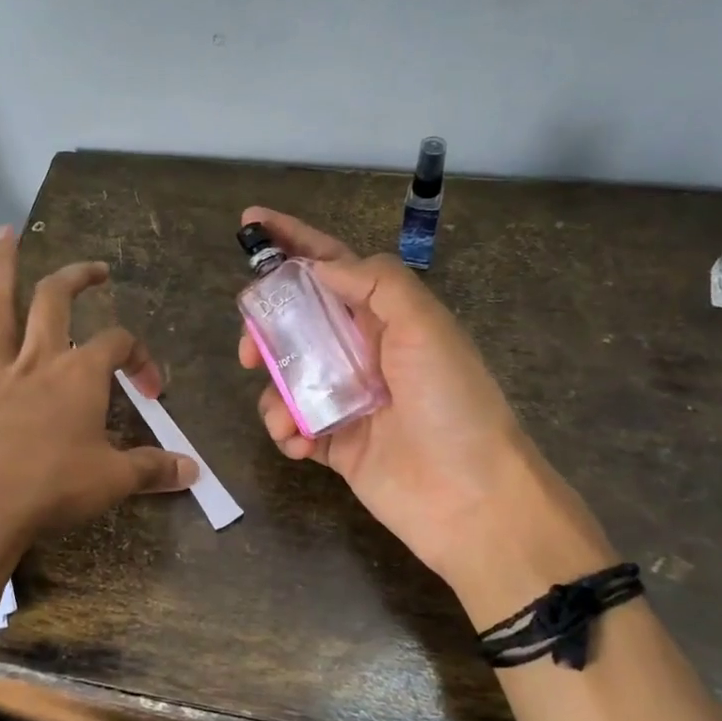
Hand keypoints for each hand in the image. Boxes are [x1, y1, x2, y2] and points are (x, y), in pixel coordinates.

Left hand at [0, 228, 197, 594]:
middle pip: (55, 301)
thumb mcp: (113, 481)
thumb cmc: (52, 487)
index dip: (140, 357)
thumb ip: (152, 469)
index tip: (152, 389)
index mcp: (79, 375)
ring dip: (0, 270)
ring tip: (1, 234)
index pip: (117, 344)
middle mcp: (36, 362)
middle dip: (76, 277)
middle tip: (93, 267)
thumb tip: (194, 471)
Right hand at [237, 208, 614, 624]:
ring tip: (283, 410)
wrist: (471, 498)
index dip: (292, 240)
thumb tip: (318, 266)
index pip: (330, 265)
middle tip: (250, 345)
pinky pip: (292, 425)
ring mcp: (345, 397)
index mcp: (385, 316)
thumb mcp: (424, 325)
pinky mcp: (334, 442)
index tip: (250, 222)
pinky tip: (298, 441)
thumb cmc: (451, 402)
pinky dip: (285, 429)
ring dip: (273, 386)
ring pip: (287, 374)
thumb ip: (374, 283)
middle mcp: (362, 351)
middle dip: (266, 325)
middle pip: (297, 320)